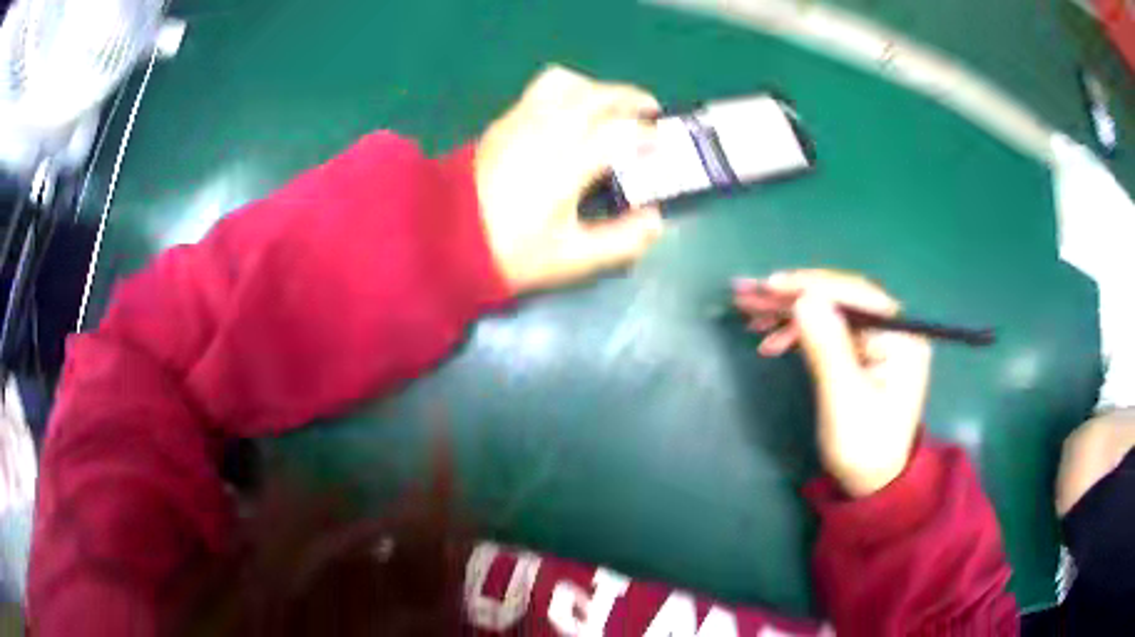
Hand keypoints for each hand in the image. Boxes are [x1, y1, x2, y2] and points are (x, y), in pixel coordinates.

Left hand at [474, 65, 664, 292]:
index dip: (647, 135)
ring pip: (568, 83)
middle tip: (649, 112)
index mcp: (566, 163)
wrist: (442, 239)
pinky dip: (569, 90)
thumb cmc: (509, 252)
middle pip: (598, 95)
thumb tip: (655, 221)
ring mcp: (521, 120)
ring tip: (610, 107)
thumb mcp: (571, 259)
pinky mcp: (504, 121)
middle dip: (630, 98)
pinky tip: (572, 113)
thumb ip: (620, 241)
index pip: (619, 132)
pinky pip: (542, 89)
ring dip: (598, 88)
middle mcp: (547, 130)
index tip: (662, 143)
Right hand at [733, 270, 931, 496]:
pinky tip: (772, 341)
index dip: (811, 285)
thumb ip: (828, 348)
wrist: (872, 482)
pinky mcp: (862, 352)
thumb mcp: (844, 400)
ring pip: (829, 312)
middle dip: (792, 296)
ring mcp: (877, 340)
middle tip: (747, 293)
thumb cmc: (863, 447)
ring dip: (789, 312)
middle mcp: (892, 329)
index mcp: (900, 337)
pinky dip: (799, 332)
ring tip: (751, 316)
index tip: (770, 285)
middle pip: (839, 298)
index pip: (854, 294)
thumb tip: (804, 299)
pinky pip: (828, 330)